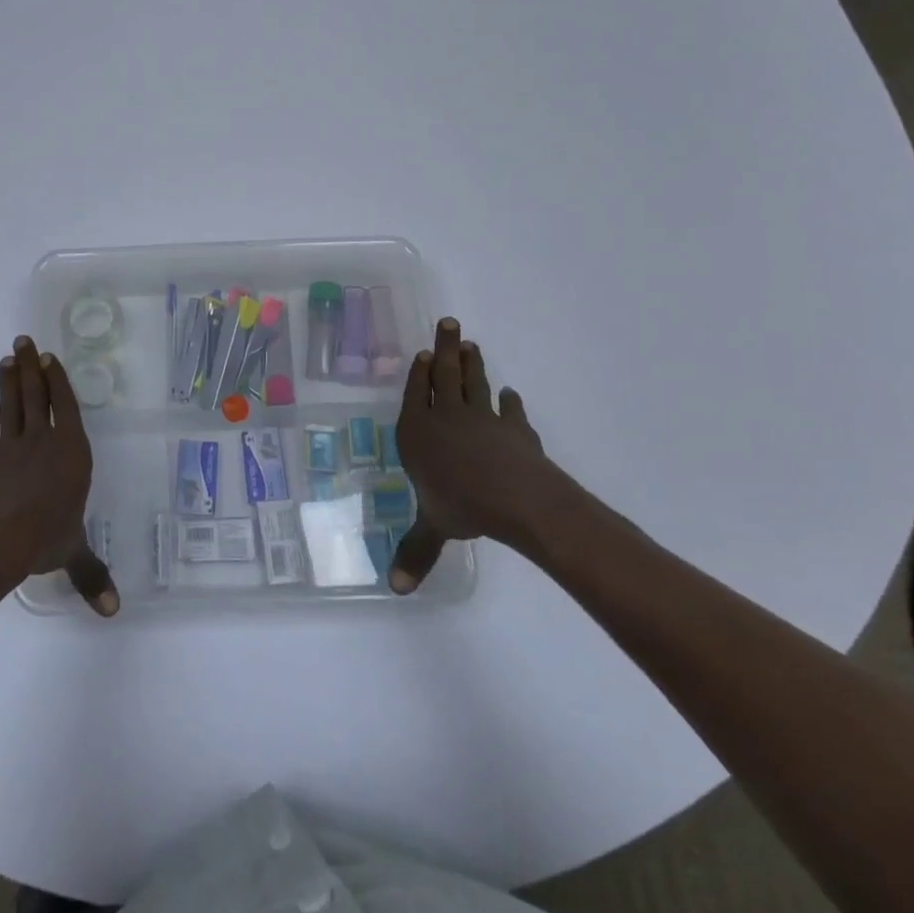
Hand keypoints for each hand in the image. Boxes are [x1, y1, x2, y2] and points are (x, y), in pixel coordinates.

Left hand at [0, 336, 118, 616]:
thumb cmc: (42, 539)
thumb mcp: (72, 553)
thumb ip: (92, 575)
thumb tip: (113, 611)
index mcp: (70, 453)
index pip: (67, 407)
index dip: (58, 381)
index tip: (49, 358)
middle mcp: (42, 442)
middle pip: (37, 396)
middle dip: (31, 367)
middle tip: (23, 341)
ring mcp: (8, 449)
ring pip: (11, 406)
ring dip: (8, 382)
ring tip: (6, 358)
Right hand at [388, 318, 570, 593]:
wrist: (518, 498)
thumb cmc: (462, 506)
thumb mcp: (433, 528)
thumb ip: (415, 552)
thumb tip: (395, 590)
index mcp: (419, 432)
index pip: (415, 395)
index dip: (419, 374)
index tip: (424, 353)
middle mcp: (447, 417)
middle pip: (444, 376)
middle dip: (445, 350)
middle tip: (449, 322)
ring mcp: (483, 418)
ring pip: (473, 383)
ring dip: (473, 363)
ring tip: (471, 343)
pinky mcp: (515, 429)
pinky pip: (510, 410)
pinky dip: (509, 401)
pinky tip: (509, 394)